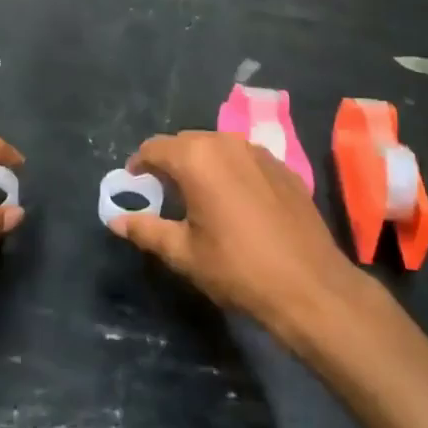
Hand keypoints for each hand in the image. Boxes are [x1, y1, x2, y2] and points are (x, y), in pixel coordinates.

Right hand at [110, 131, 364, 351]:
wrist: (310, 285)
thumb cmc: (237, 268)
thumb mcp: (184, 254)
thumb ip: (147, 230)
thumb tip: (117, 220)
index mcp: (196, 158)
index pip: (154, 147)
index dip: (139, 164)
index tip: (134, 183)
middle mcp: (226, 143)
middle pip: (186, 142)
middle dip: (169, 162)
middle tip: (162, 192)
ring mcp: (259, 152)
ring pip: (217, 147)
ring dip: (201, 163)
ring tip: (197, 195)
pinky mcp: (283, 167)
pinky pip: (244, 158)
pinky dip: (230, 170)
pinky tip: (234, 201)